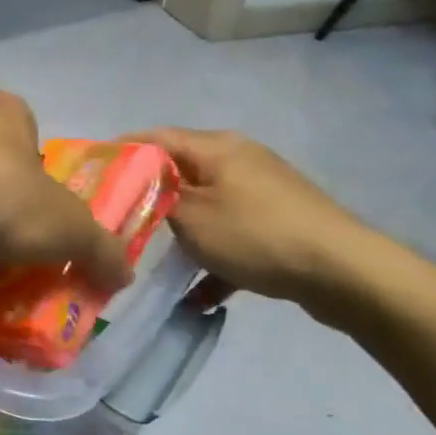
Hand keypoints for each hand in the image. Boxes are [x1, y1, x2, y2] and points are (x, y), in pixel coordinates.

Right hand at [132, 128, 382, 308]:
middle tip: (116, 220)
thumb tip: (143, 190)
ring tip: (153, 262)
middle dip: (148, 198)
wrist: (343, 272)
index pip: (156, 137)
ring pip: (205, 208)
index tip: (92, 173)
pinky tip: (199, 297)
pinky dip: (214, 259)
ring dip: (181, 235)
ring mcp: (263, 192)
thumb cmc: (255, 235)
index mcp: (217, 148)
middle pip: (180, 173)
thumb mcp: (190, 217)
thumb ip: (157, 199)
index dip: (121, 151)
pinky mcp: (279, 223)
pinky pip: (233, 236)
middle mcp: (240, 160)